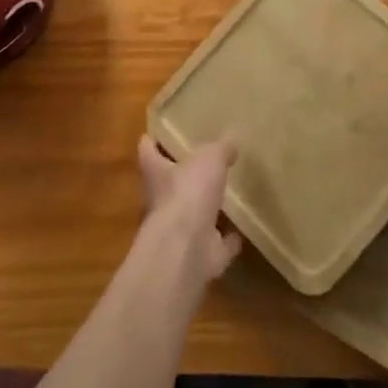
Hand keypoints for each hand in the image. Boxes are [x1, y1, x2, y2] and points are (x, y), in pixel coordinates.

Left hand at [136, 135, 242, 286]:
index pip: (147, 153)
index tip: (151, 135)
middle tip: (201, 162)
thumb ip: (220, 147)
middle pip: (168, 185)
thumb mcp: (209, 158)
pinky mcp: (200, 253)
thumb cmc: (188, 192)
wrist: (187, 247)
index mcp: (157, 173)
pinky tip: (239, 232)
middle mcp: (162, 202)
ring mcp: (180, 230)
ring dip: (206, 208)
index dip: (150, 143)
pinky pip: (217, 243)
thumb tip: (231, 137)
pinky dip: (227, 239)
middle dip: (181, 176)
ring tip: (225, 194)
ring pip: (193, 215)